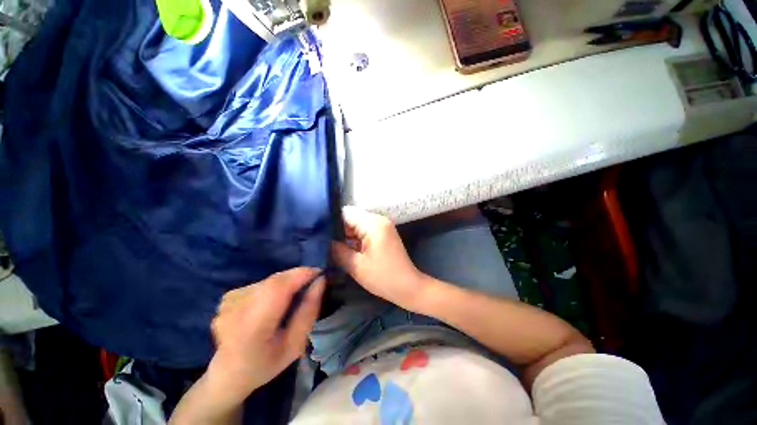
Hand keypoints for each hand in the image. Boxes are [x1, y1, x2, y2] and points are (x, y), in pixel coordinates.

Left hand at [207, 268, 324, 407]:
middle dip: (298, 276)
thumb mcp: (295, 345)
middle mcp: (235, 309)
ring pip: (270, 280)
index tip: (320, 273)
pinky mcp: (228, 296)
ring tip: (294, 296)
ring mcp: (229, 301)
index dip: (301, 274)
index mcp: (251, 328)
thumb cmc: (266, 364)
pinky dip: (274, 287)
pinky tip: (273, 302)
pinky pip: (261, 283)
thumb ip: (308, 311)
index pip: (278, 287)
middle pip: (275, 280)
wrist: (227, 374)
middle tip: (312, 283)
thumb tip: (320, 281)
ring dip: (287, 282)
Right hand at [332, 206, 425, 310]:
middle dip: (339, 231)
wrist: (408, 287)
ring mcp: (382, 226)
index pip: (346, 213)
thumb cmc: (383, 277)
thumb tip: (324, 241)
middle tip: (324, 244)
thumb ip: (338, 250)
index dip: (332, 222)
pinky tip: (347, 250)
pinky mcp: (383, 234)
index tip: (320, 234)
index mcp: (373, 224)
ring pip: (357, 225)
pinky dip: (356, 239)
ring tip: (332, 248)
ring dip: (347, 236)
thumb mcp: (356, 266)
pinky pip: (365, 231)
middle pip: (352, 218)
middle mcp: (378, 220)